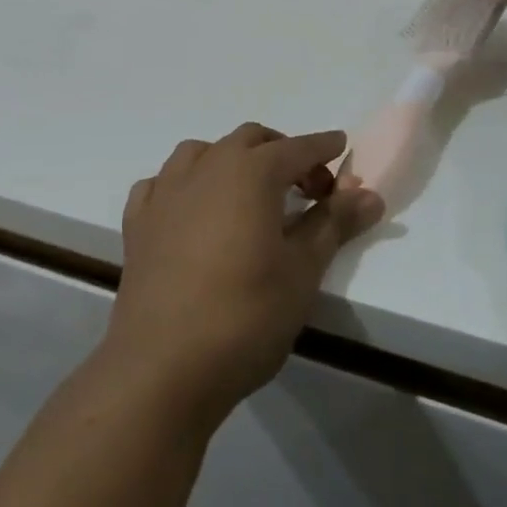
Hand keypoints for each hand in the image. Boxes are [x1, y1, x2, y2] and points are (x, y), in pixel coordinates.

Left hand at [108, 124, 384, 430]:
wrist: (163, 366)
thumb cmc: (245, 316)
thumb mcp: (303, 271)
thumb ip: (333, 224)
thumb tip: (368, 193)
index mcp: (250, 173)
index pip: (296, 148)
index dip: (323, 147)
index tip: (341, 147)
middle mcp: (205, 168)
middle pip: (248, 140)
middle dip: (280, 151)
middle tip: (304, 185)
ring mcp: (165, 192)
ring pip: (201, 152)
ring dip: (230, 160)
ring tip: (248, 193)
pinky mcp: (137, 222)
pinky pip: (162, 183)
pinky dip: (185, 185)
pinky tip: (192, 209)